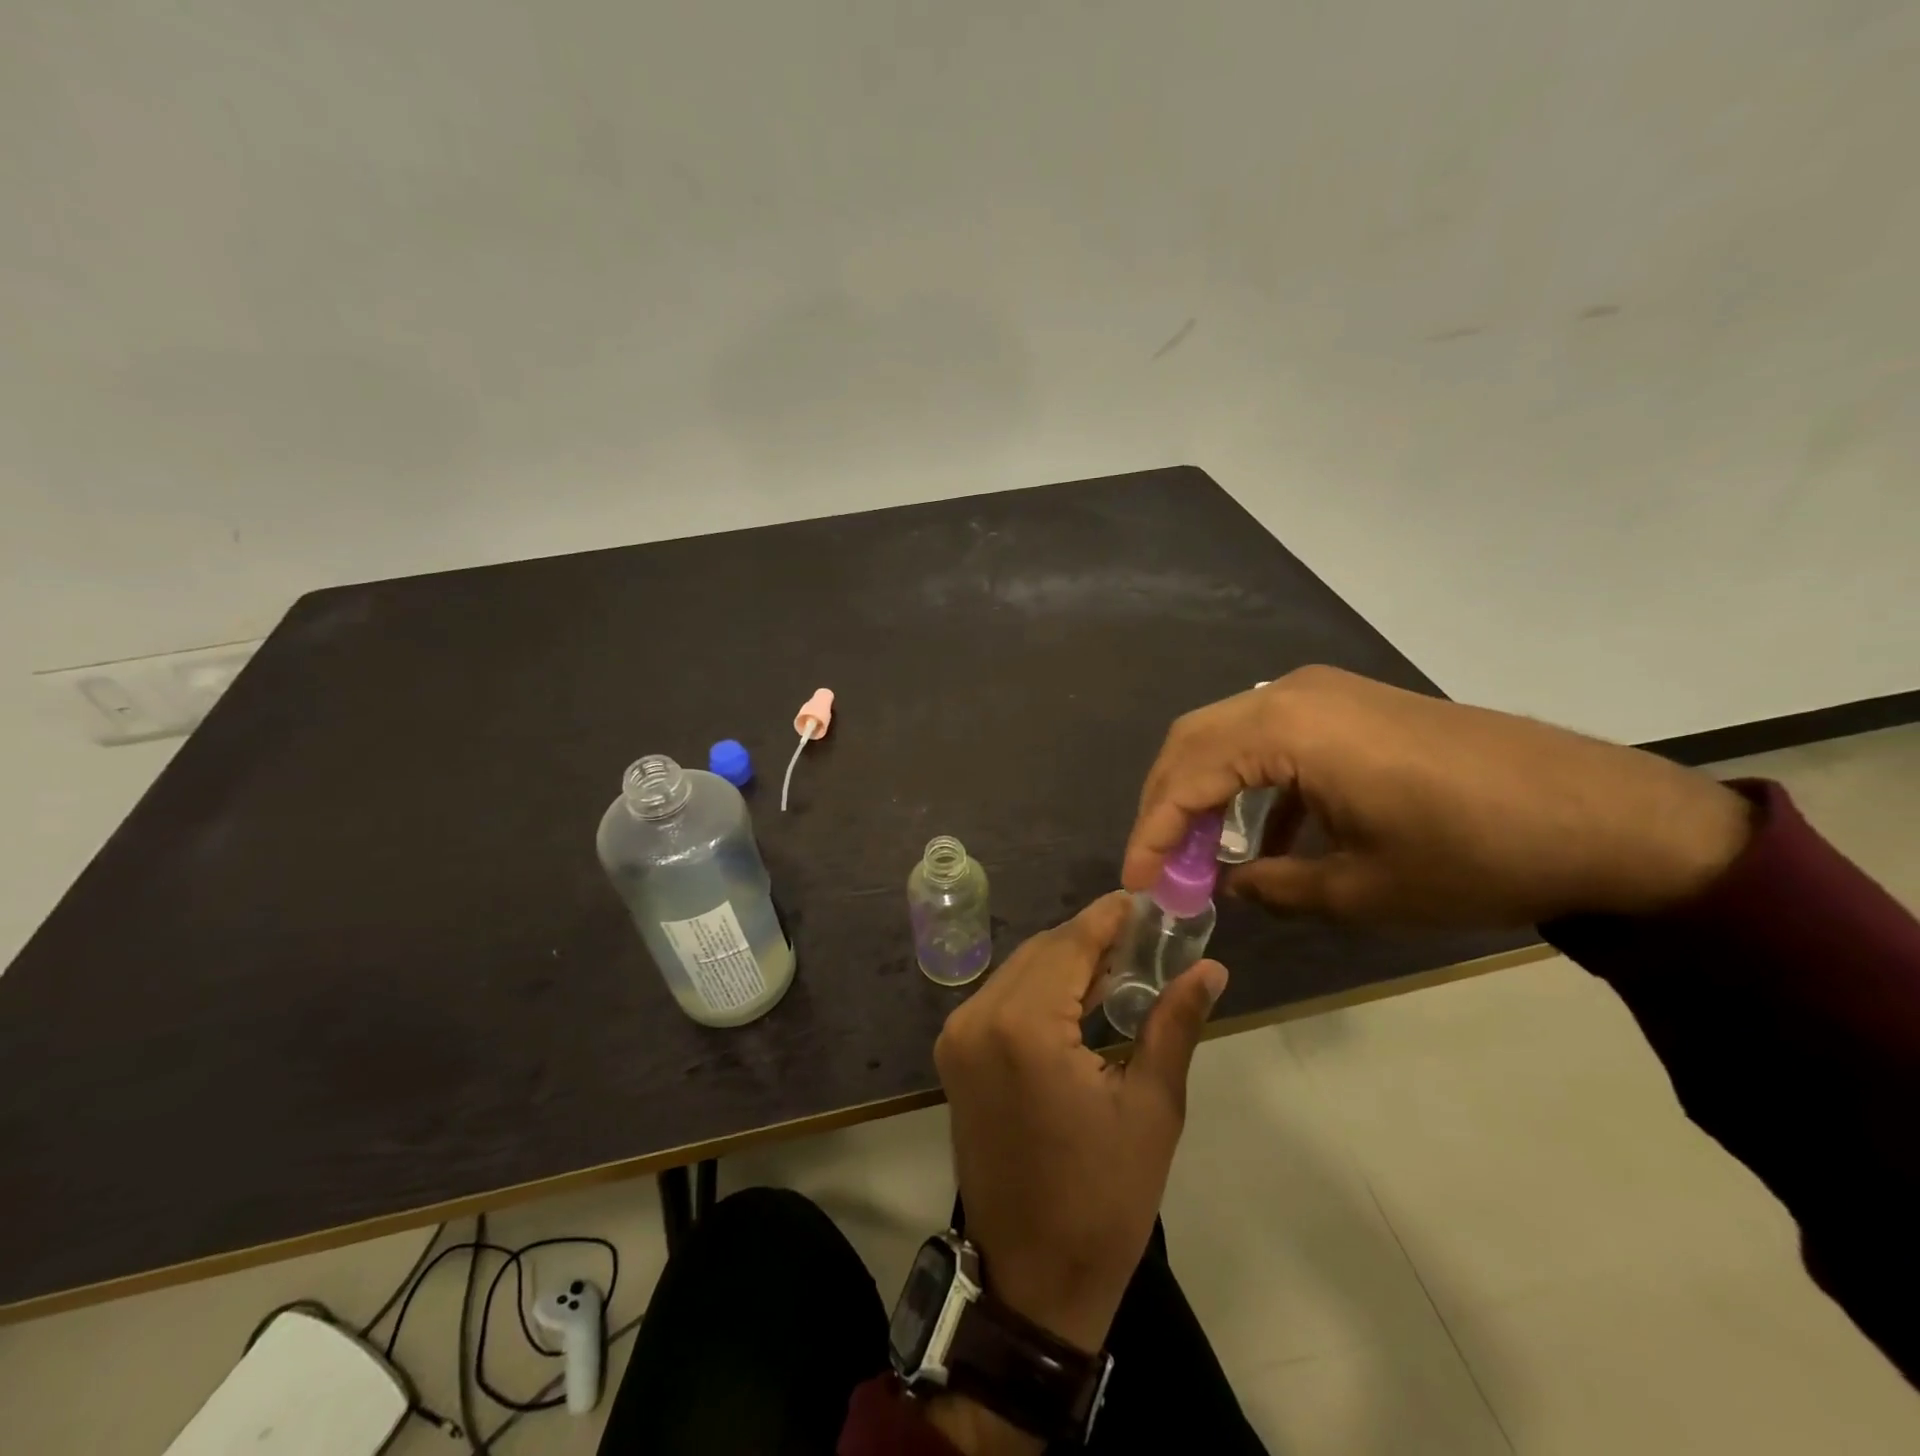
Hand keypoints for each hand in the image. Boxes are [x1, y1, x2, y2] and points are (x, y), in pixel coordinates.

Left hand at [933, 892, 1226, 1353]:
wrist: (1031, 1278)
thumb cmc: (1102, 1198)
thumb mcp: (1151, 1107)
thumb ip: (1174, 1023)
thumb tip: (1210, 968)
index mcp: (1025, 1026)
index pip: (1071, 944)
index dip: (1109, 917)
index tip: (1144, 900)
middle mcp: (979, 1016)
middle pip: (1042, 951)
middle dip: (1091, 939)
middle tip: (1144, 941)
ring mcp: (958, 1035)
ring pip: (1020, 970)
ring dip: (1065, 962)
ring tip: (1120, 968)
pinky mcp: (954, 1054)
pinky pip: (1001, 997)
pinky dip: (1039, 988)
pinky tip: (1079, 999)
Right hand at [1126, 665, 1752, 925]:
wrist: (1607, 817)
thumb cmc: (1475, 855)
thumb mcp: (1363, 890)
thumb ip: (1277, 887)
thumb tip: (1233, 886)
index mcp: (1288, 729)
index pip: (1187, 776)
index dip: (1153, 832)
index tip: (1137, 884)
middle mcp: (1292, 693)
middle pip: (1194, 741)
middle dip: (1165, 803)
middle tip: (1158, 862)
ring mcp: (1326, 693)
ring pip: (1229, 733)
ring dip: (1204, 789)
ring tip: (1199, 852)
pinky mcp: (1353, 705)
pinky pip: (1273, 735)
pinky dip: (1250, 782)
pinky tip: (1264, 836)